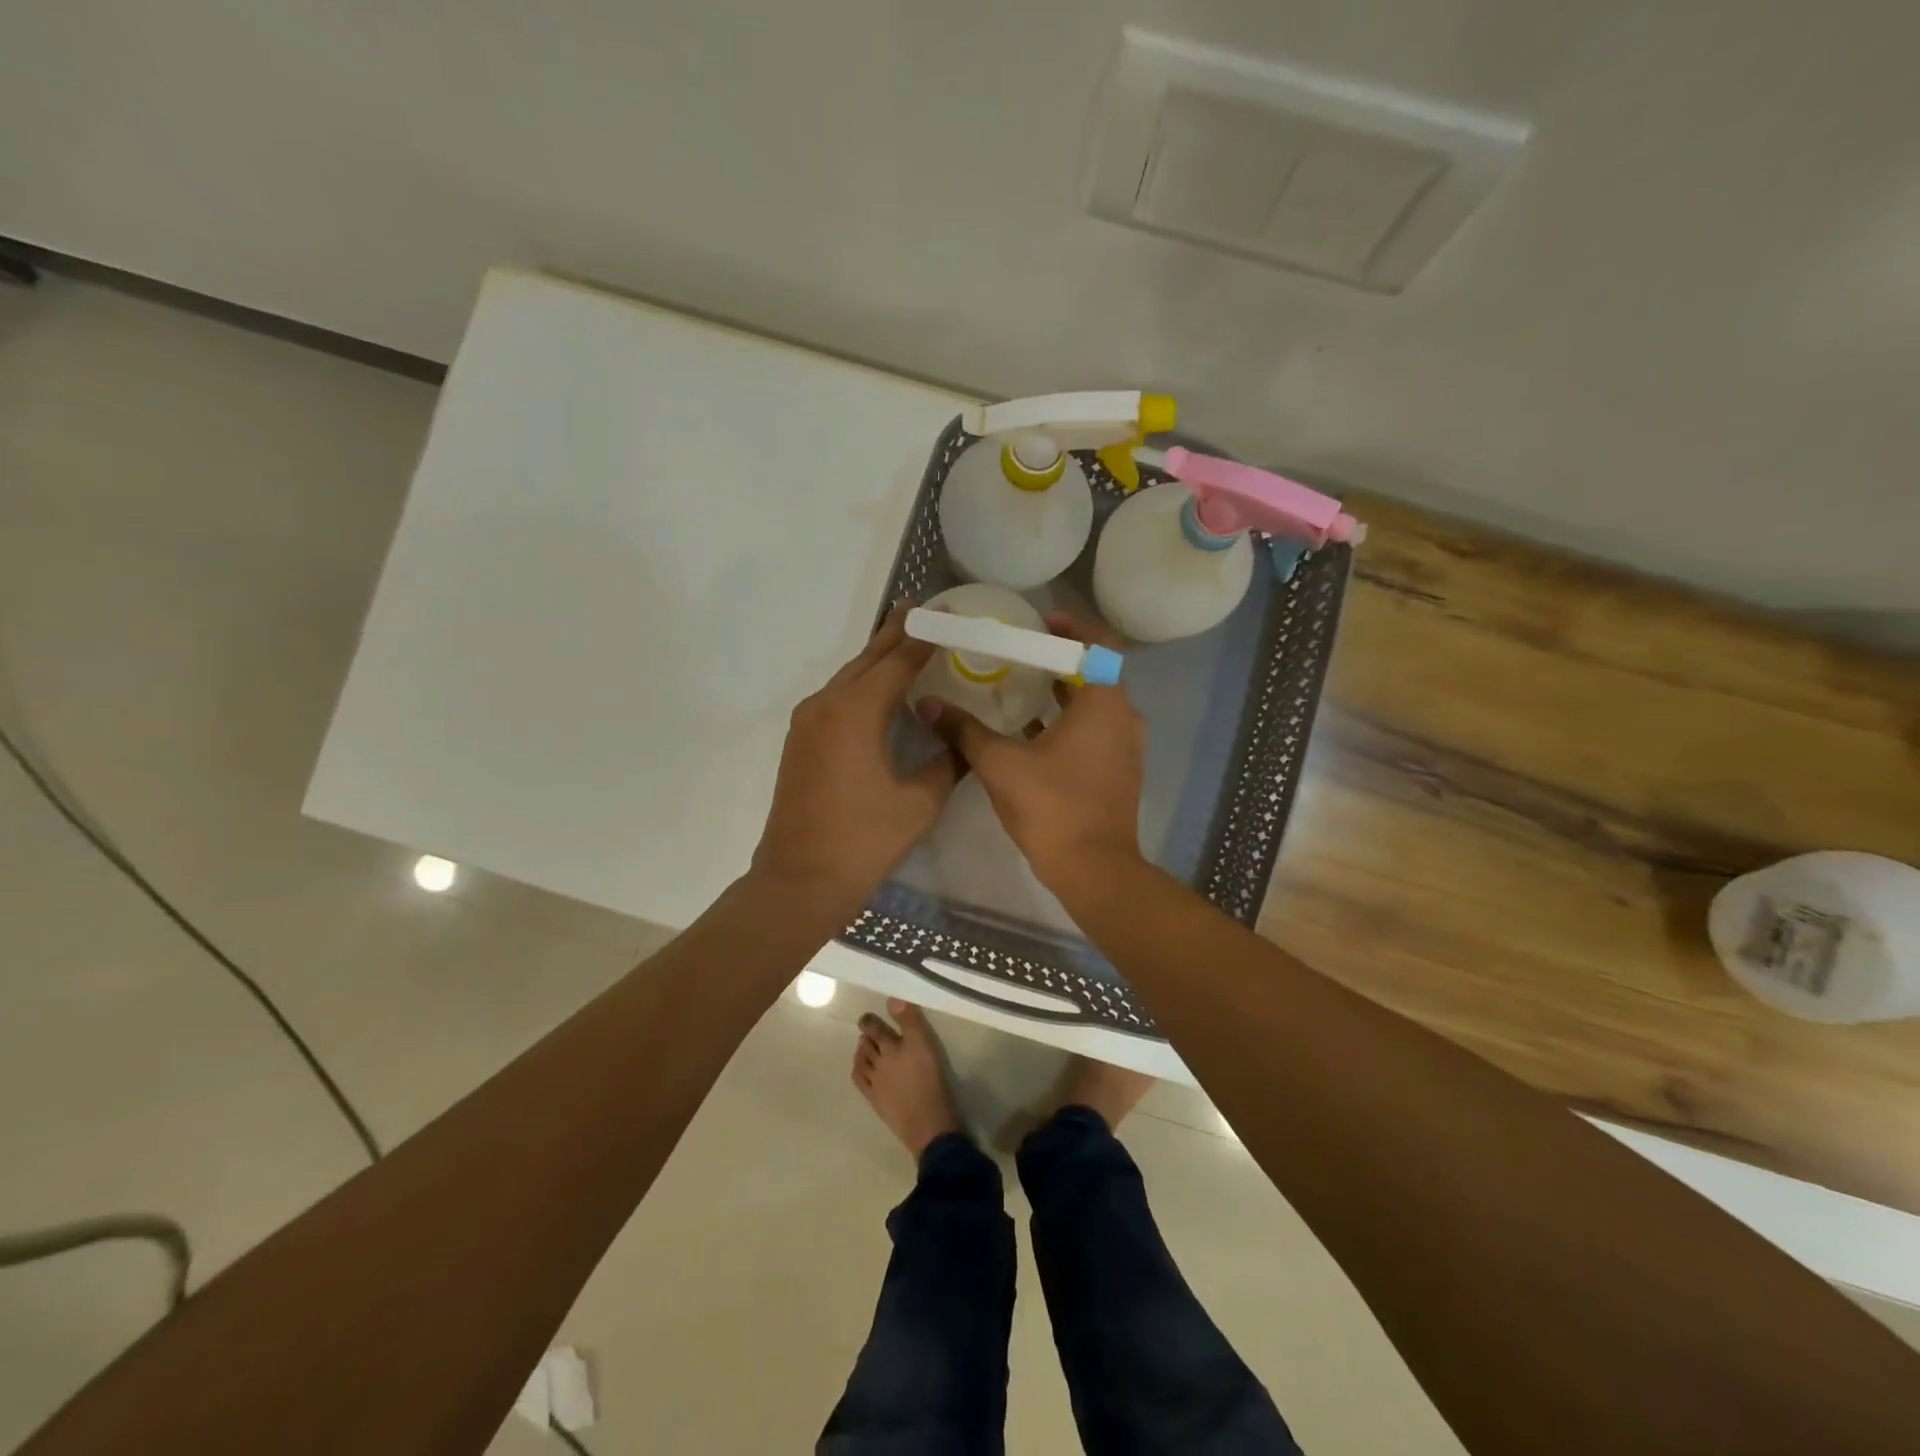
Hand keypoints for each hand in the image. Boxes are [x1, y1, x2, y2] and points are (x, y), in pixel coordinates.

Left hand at [752, 604, 962, 915]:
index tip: (948, 613)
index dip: (925, 637)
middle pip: (868, 659)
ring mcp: (807, 722)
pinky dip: (863, 683)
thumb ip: (946, 763)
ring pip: (849, 676)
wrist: (799, 880)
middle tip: (926, 611)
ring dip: (878, 658)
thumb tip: (963, 741)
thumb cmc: (862, 842)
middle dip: (898, 633)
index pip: (898, 661)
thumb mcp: (919, 803)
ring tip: (908, 640)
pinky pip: (837, 697)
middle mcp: (826, 705)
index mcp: (855, 713)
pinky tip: (881, 689)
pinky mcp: (801, 740)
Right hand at [921, 611, 1146, 891]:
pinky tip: (1031, 730)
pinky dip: (1069, 721)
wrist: (1094, 869)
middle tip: (1020, 651)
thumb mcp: (999, 763)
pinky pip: (1096, 730)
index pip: (1098, 643)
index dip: (1071, 626)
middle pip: (1095, 671)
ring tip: (1021, 684)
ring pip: (1095, 704)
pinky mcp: (1120, 770)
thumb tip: (927, 703)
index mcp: (1104, 702)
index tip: (1039, 621)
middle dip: (1059, 659)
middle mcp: (1124, 717)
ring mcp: (1126, 746)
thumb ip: (963, 729)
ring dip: (1063, 691)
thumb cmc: (1052, 807)